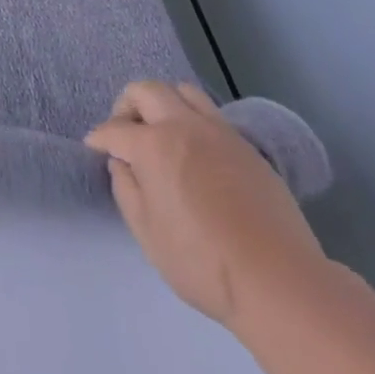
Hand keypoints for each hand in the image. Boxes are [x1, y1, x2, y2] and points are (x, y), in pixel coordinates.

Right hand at [86, 80, 327, 330]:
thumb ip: (126, 190)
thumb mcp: (147, 234)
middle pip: (147, 90)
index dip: (99, 138)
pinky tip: (196, 152)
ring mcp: (218, 133)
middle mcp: (182, 126)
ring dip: (164, 103)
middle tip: (126, 132)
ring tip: (163, 131)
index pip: (114, 130)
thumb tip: (122, 164)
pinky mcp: (247, 148)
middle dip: (127, 105)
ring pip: (183, 92)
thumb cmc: (203, 262)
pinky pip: (212, 115)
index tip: (94, 147)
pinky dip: (194, 121)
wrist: (280, 282)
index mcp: (152, 145)